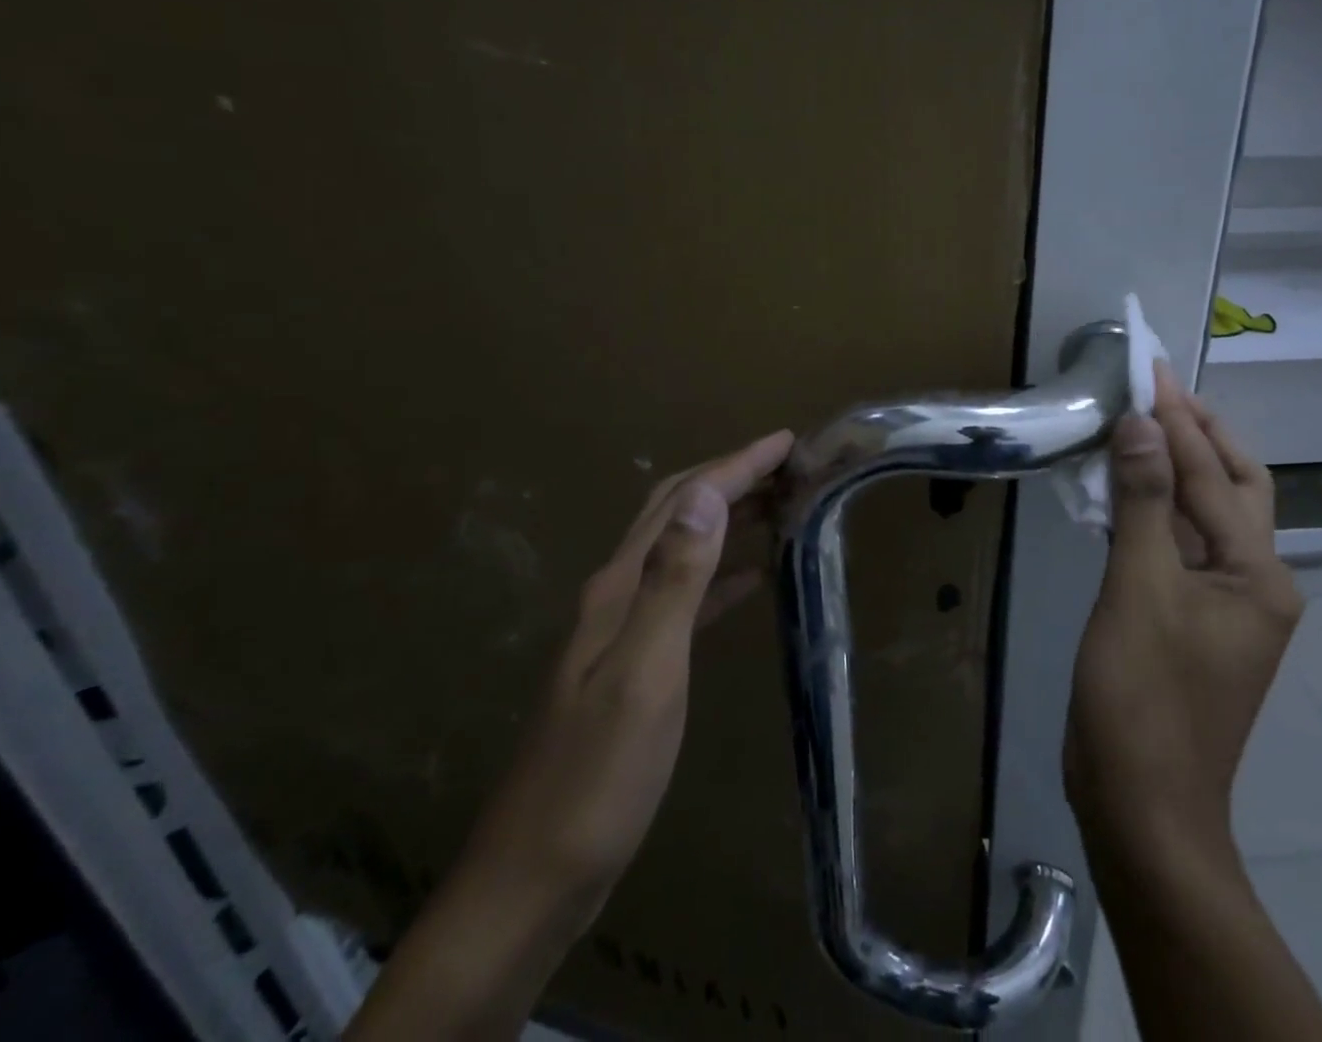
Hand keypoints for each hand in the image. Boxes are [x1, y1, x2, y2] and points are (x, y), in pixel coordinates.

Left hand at [456, 429, 794, 923]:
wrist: (534, 879)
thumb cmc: (598, 778)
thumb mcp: (645, 674)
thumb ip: (674, 581)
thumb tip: (705, 494)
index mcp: (621, 587)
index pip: (686, 502)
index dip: (736, 465)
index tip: (786, 441)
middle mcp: (618, 594)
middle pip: (677, 512)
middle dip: (730, 477)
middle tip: (788, 465)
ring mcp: (623, 630)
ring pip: (682, 548)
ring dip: (727, 517)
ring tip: (779, 506)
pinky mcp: (635, 664)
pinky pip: (685, 596)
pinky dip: (720, 574)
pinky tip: (750, 580)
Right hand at [1064, 365, 1298, 863]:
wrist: (1142, 805)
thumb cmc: (1143, 696)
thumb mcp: (1139, 589)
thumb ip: (1143, 501)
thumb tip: (1141, 422)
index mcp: (1258, 573)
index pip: (1212, 475)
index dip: (1177, 419)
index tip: (1150, 367)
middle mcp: (1255, 582)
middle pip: (1233, 487)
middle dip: (1198, 432)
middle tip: (1155, 388)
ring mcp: (1224, 605)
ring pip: (1204, 515)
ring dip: (1174, 468)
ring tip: (1138, 424)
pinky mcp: (1191, 620)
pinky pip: (1180, 546)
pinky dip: (1155, 509)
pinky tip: (1123, 491)